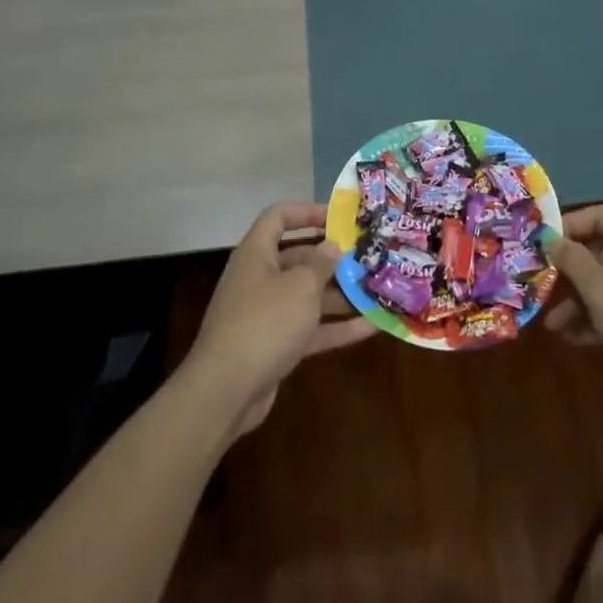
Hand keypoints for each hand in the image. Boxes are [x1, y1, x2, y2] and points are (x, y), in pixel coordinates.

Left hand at [186, 203, 373, 435]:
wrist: (226, 390)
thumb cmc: (265, 322)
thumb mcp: (300, 286)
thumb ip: (321, 263)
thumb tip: (332, 246)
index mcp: (257, 253)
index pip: (278, 217)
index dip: (307, 212)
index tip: (339, 218)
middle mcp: (258, 278)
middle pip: (297, 258)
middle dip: (331, 259)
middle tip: (366, 257)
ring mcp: (265, 314)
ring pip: (306, 296)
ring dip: (339, 295)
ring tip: (376, 290)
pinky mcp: (274, 345)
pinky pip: (308, 328)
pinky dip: (335, 327)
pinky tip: (370, 327)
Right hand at [545, 207, 602, 387]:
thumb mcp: (602, 291)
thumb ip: (574, 262)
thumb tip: (553, 239)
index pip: (599, 215)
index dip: (569, 225)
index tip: (543, 244)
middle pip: (600, 252)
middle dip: (569, 274)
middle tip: (542, 288)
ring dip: (580, 302)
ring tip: (554, 327)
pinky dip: (600, 318)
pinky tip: (577, 340)